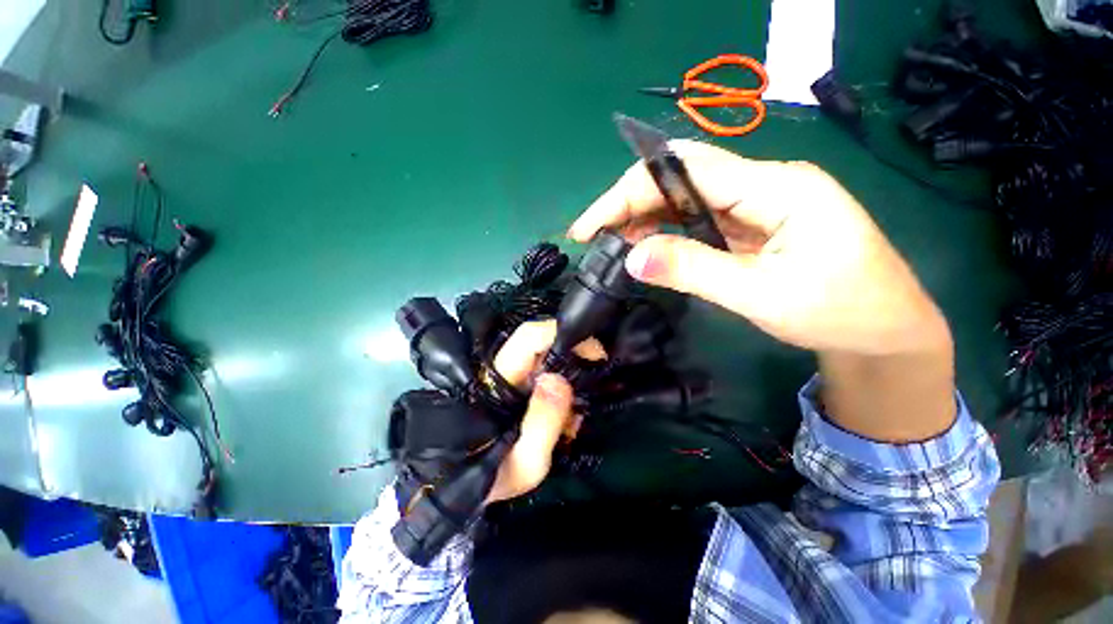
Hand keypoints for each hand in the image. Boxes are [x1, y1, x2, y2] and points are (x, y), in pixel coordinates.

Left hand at [485, 321, 602, 502]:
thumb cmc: (493, 477)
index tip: (595, 351)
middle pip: (543, 343)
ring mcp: (513, 379)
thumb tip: (559, 378)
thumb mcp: (525, 461)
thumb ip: (543, 422)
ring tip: (577, 414)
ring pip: (549, 360)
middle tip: (596, 381)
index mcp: (501, 379)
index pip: (531, 336)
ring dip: (572, 379)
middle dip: (575, 357)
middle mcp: (506, 370)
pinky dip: (564, 394)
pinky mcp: (520, 390)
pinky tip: (566, 423)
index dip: (563, 333)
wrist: (466, 489)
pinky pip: (548, 378)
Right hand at [569, 140, 947, 355]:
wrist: (886, 331)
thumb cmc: (841, 312)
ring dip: (642, 216)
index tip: (590, 226)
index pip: (685, 171)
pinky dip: (664, 230)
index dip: (628, 194)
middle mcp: (764, 183)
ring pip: (684, 197)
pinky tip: (642, 244)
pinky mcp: (752, 224)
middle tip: (592, 235)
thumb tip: (632, 257)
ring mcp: (757, 203)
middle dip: (628, 202)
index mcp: (776, 187)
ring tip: (607, 241)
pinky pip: (697, 218)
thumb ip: (695, 270)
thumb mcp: (762, 295)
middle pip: (680, 176)